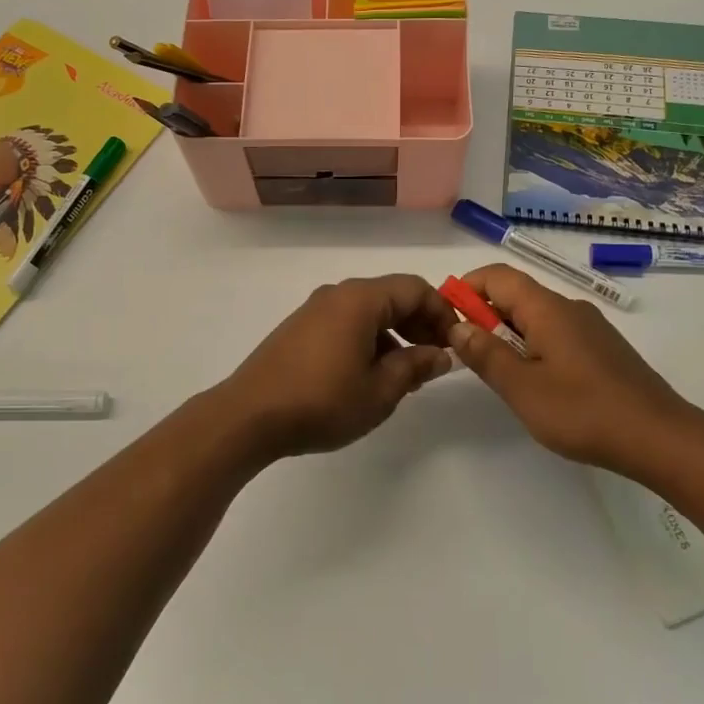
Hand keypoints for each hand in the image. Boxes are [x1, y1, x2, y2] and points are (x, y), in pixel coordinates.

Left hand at [213, 275, 455, 460]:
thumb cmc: (323, 401)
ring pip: (368, 312)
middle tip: (435, 360)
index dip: (442, 312)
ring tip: (405, 375)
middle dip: (419, 324)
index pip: (415, 288)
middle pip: (391, 296)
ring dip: (394, 335)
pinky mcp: (299, 329)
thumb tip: (441, 354)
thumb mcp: (380, 390)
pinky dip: (368, 340)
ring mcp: (314, 310)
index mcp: (360, 299)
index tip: (454, 344)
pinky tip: (369, 375)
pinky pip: (346, 323)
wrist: (249, 416)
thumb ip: (415, 366)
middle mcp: (337, 294)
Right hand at [446, 264, 699, 473]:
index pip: (498, 275)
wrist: (659, 438)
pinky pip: (557, 334)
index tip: (446, 317)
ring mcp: (591, 328)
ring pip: (537, 316)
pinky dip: (534, 346)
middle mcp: (570, 307)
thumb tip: (458, 326)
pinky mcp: (603, 349)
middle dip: (485, 315)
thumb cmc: (583, 411)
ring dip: (509, 334)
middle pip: (517, 294)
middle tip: (467, 353)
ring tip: (499, 373)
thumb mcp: (522, 387)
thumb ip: (485, 354)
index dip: (467, 288)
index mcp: (548, 308)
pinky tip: (537, 383)